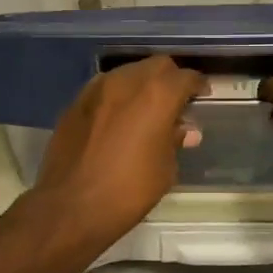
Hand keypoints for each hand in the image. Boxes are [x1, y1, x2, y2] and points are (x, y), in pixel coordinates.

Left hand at [30, 56, 207, 248]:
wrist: (71, 206)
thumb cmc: (128, 191)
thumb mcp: (165, 169)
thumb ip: (175, 141)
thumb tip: (185, 130)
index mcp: (157, 95)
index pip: (186, 77)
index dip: (197, 86)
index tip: (202, 96)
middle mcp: (127, 82)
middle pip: (156, 66)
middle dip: (169, 79)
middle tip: (175, 102)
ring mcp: (96, 89)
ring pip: (128, 73)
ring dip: (141, 85)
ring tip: (146, 109)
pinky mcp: (75, 103)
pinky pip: (104, 89)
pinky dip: (117, 96)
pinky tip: (119, 118)